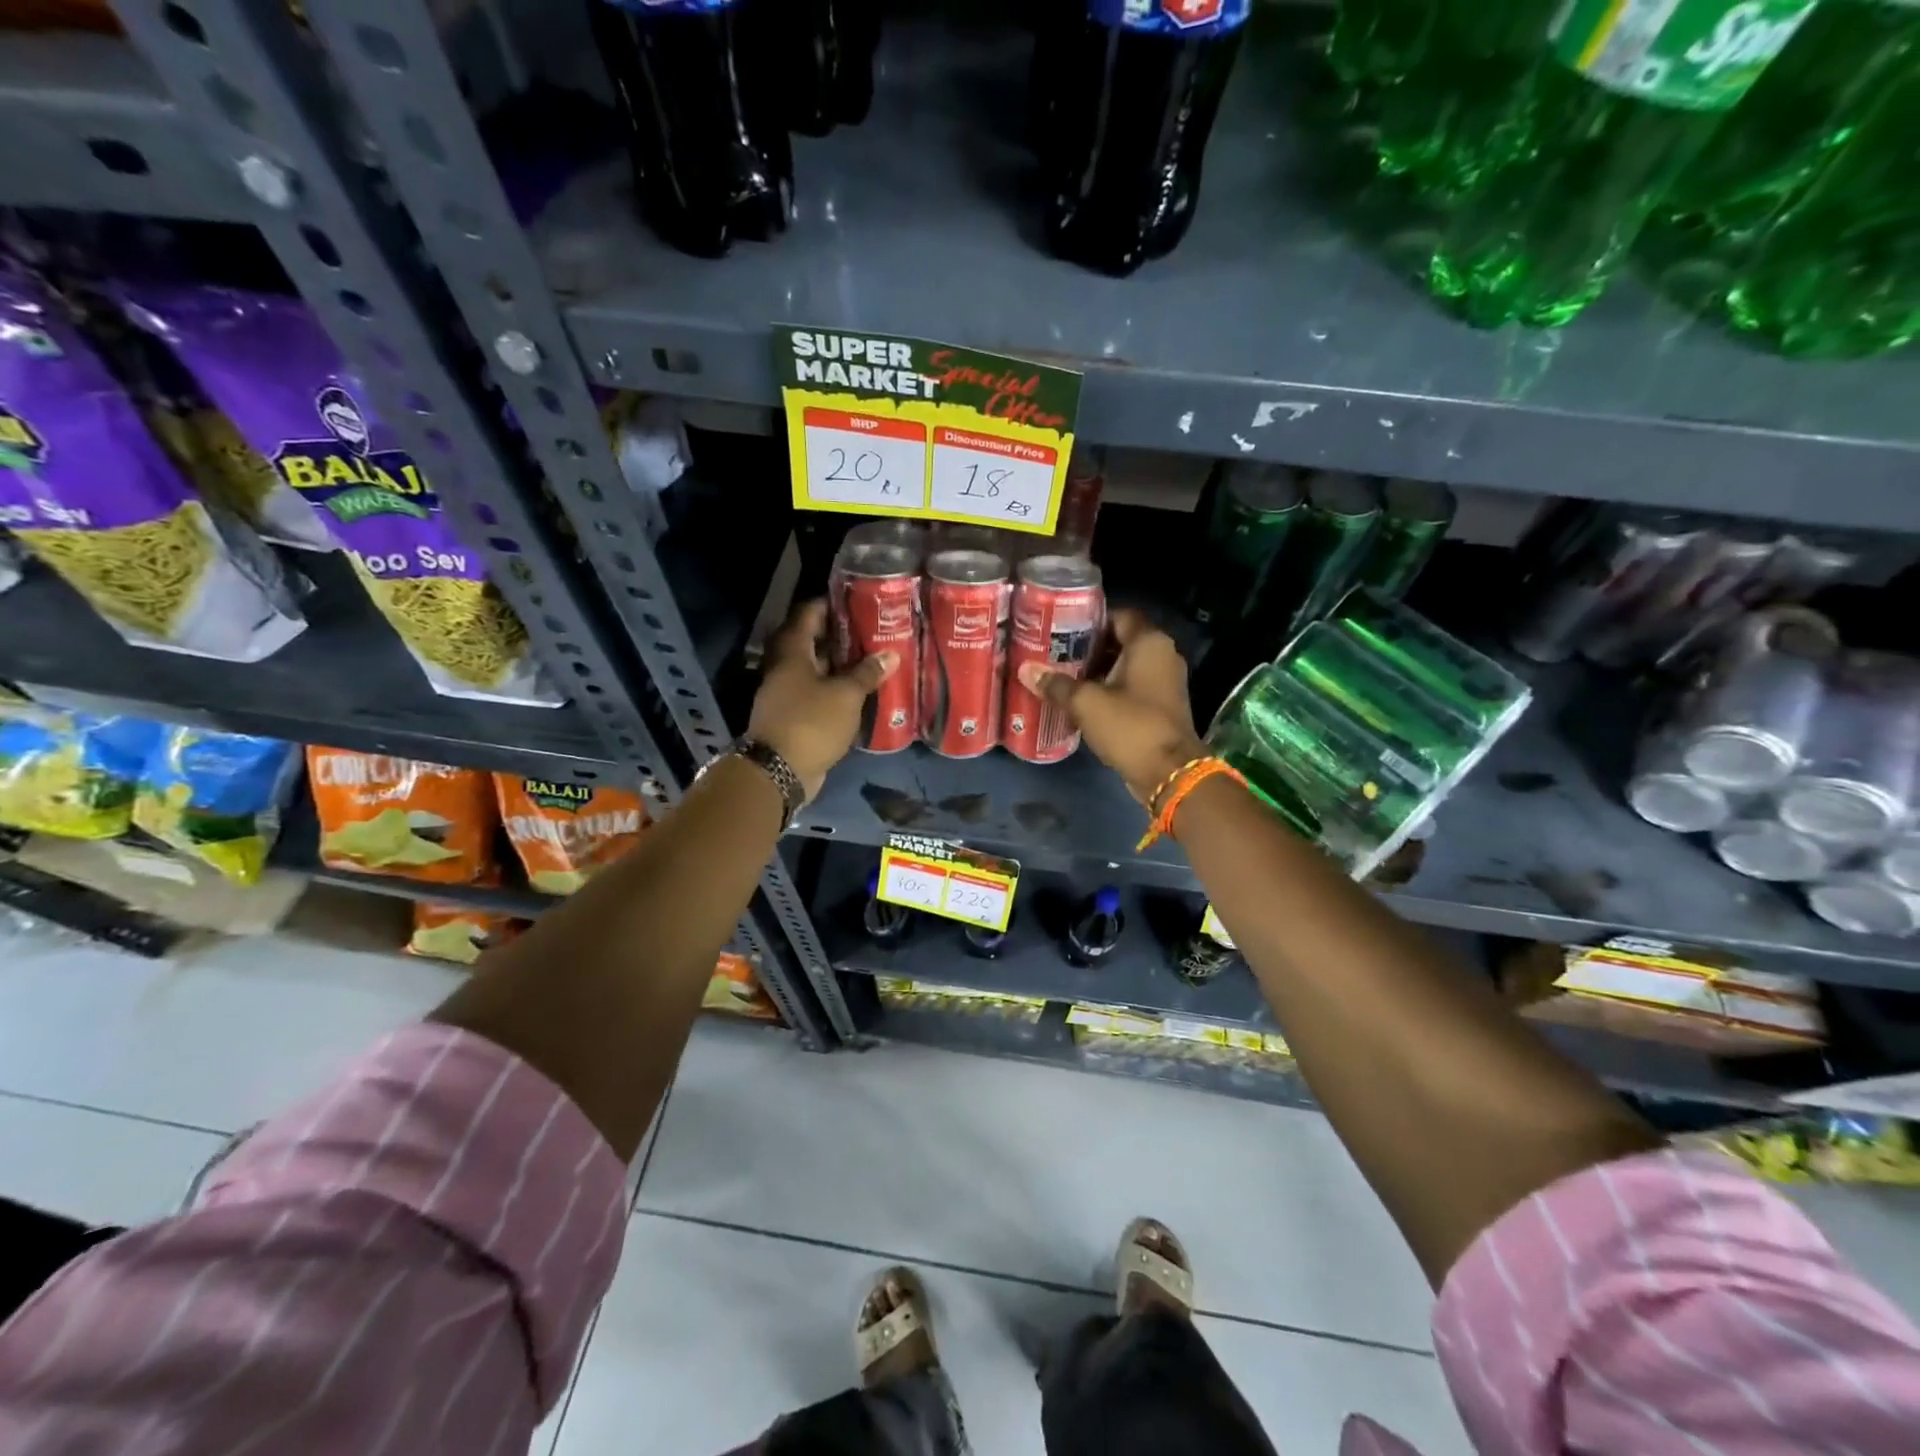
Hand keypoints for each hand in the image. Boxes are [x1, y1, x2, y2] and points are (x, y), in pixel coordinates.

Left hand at [748, 600, 897, 799]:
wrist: (779, 771)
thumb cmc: (811, 722)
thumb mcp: (846, 695)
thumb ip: (867, 673)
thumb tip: (890, 655)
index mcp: (792, 651)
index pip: (808, 614)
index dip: (830, 604)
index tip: (856, 602)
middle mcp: (785, 667)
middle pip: (812, 642)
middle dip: (841, 636)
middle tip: (872, 632)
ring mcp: (787, 693)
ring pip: (816, 670)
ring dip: (840, 666)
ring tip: (873, 660)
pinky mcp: (794, 716)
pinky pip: (817, 694)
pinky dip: (836, 690)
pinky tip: (860, 692)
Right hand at [1018, 608, 1205, 803]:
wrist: (1169, 773)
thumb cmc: (1130, 726)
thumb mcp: (1087, 703)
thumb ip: (1057, 684)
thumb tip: (1026, 670)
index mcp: (1149, 643)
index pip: (1119, 615)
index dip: (1091, 619)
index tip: (1062, 628)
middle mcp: (1162, 656)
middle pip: (1121, 641)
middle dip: (1089, 648)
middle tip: (1055, 653)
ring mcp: (1165, 683)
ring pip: (1125, 667)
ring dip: (1097, 672)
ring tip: (1062, 676)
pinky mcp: (1161, 707)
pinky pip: (1131, 689)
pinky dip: (1109, 691)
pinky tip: (1081, 701)